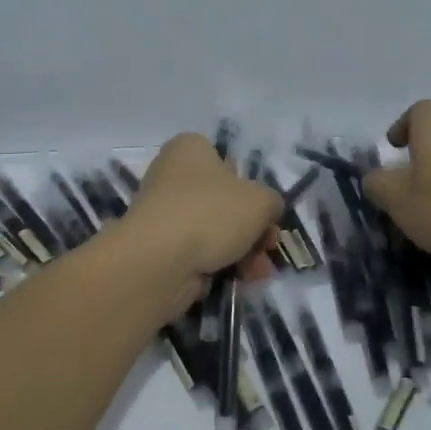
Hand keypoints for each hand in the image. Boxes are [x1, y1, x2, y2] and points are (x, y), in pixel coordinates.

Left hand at [121, 132, 281, 300]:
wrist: (159, 262)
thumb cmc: (211, 213)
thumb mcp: (261, 200)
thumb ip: (272, 201)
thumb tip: (267, 211)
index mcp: (190, 149)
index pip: (225, 159)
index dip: (249, 184)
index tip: (263, 208)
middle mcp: (172, 176)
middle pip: (224, 200)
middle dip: (252, 226)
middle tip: (269, 245)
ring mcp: (164, 214)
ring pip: (214, 230)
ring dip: (243, 250)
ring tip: (260, 271)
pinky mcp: (159, 248)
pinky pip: (199, 253)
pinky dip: (221, 265)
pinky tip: (242, 280)